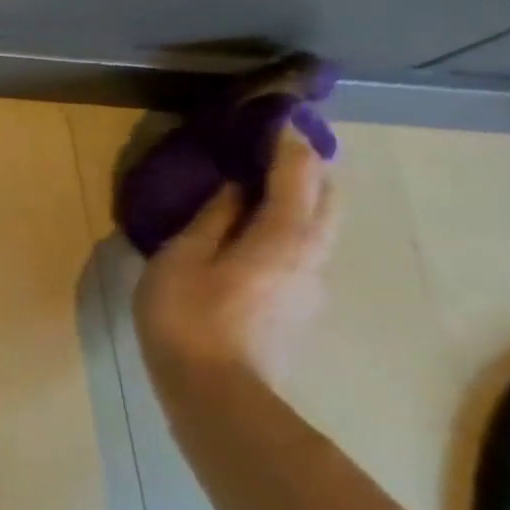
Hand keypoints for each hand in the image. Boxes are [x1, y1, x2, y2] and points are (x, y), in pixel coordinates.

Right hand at [133, 127, 337, 389]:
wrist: (216, 392)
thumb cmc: (187, 317)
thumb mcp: (181, 259)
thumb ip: (211, 220)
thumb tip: (235, 191)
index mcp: (282, 238)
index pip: (297, 177)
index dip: (288, 144)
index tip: (276, 118)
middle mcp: (311, 256)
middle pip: (327, 200)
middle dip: (310, 169)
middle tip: (280, 147)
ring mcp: (311, 286)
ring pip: (320, 228)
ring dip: (303, 199)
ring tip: (269, 185)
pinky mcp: (299, 308)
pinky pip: (304, 251)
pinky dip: (291, 227)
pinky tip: (258, 233)